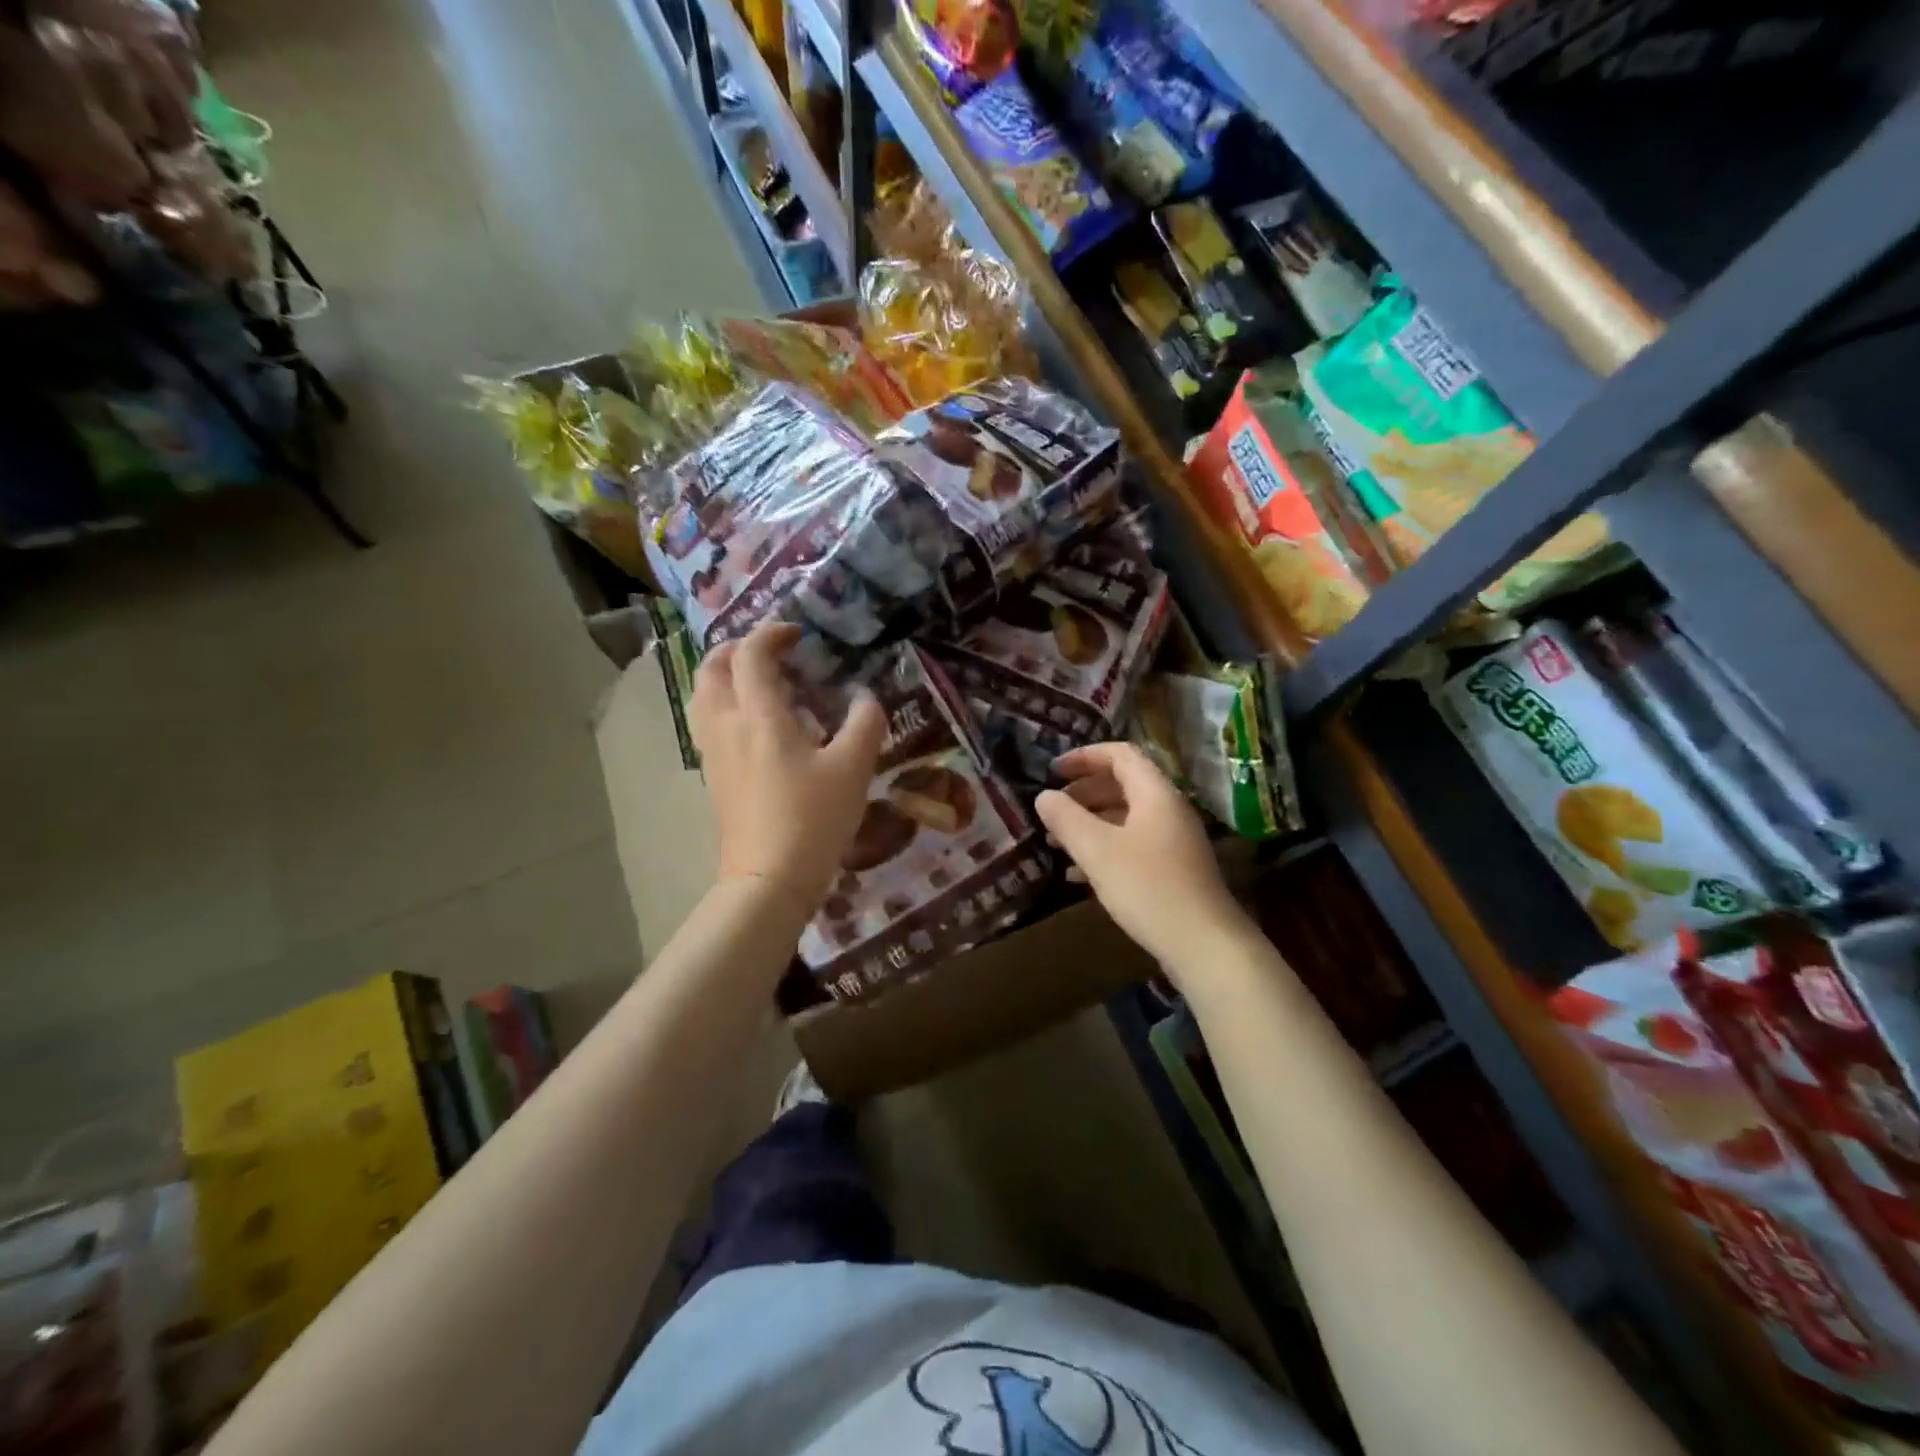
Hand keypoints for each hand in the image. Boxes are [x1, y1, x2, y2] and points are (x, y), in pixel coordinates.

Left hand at [692, 622, 886, 914]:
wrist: (769, 878)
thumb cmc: (813, 818)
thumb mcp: (854, 768)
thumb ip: (865, 724)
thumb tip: (866, 700)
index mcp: (759, 715)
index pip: (751, 655)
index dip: (771, 634)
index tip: (797, 634)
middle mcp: (727, 726)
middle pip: (712, 669)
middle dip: (737, 649)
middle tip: (770, 652)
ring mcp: (714, 753)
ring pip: (703, 697)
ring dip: (726, 677)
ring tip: (759, 683)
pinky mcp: (713, 778)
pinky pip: (709, 724)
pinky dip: (726, 706)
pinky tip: (757, 726)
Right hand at [1035, 743, 1254, 974]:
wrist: (1204, 944)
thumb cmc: (1148, 887)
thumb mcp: (1097, 850)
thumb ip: (1066, 818)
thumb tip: (1044, 796)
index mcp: (1155, 793)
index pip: (1119, 754)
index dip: (1083, 756)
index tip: (1052, 771)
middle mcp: (1168, 809)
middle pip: (1122, 784)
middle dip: (1083, 792)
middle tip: (1051, 808)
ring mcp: (1173, 841)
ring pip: (1125, 817)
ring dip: (1090, 823)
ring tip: (1055, 840)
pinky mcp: (1173, 869)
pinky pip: (1133, 845)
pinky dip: (1104, 849)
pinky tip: (1077, 874)